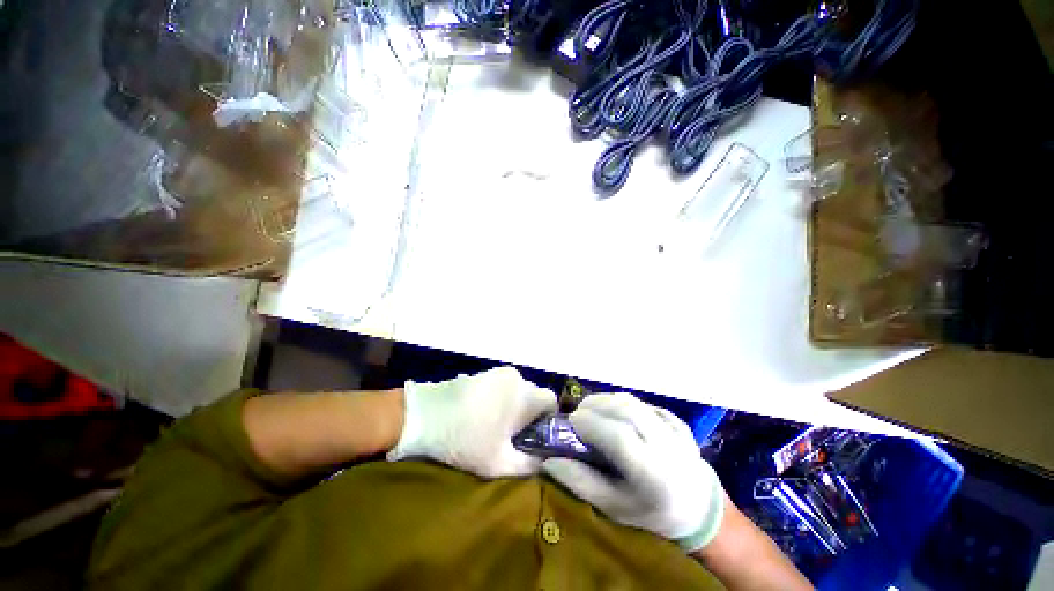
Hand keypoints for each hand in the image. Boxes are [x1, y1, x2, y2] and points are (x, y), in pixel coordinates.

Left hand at [387, 367, 557, 478]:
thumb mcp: (499, 463)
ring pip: (519, 392)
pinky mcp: (484, 373)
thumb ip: (530, 465)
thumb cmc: (464, 440)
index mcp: (524, 395)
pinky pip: (504, 387)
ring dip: (515, 408)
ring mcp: (498, 373)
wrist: (421, 416)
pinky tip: (484, 416)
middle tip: (515, 438)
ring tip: (497, 428)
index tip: (536, 439)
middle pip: (535, 397)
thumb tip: (546, 460)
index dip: (549, 422)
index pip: (552, 402)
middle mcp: (516, 377)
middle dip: (531, 417)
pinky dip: (502, 401)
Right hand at [542, 392, 724, 551]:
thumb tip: (548, 460)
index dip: (591, 424)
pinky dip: (622, 404)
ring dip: (606, 400)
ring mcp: (675, 429)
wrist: (697, 507)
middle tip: (577, 414)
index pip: (620, 436)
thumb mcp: (614, 507)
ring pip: (633, 401)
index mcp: (654, 474)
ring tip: (591, 411)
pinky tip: (614, 415)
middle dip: (595, 405)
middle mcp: (667, 446)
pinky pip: (642, 403)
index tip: (570, 421)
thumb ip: (581, 483)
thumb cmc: (651, 513)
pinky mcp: (676, 419)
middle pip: (626, 409)